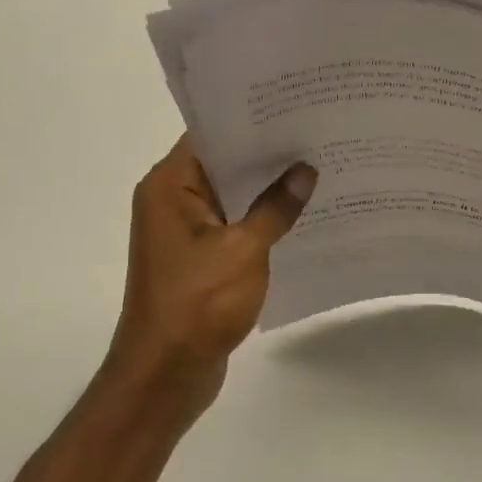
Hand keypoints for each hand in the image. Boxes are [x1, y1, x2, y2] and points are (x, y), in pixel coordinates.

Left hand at [108, 138, 315, 418]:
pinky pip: (232, 224)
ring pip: (230, 195)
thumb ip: (276, 207)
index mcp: (169, 186)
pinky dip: (260, 218)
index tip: (291, 105)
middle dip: (265, 152)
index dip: (249, 119)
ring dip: (265, 187)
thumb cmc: (197, 304)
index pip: (209, 134)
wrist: (165, 376)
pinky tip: (300, 212)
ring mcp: (184, 231)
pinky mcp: (198, 258)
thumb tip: (305, 171)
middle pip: (221, 162)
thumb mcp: (243, 250)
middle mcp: (171, 200)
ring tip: (316, 166)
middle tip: (314, 132)